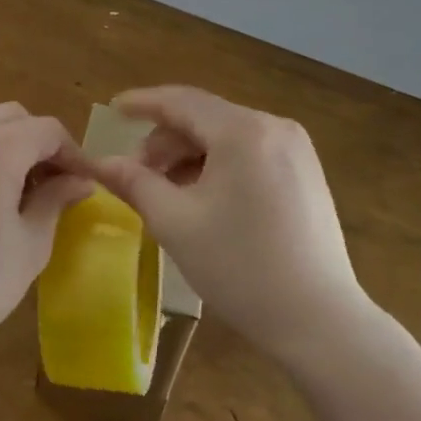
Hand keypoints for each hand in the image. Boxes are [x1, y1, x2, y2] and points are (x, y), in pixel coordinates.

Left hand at [0, 104, 92, 367]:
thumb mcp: (30, 246)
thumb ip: (55, 200)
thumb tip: (79, 181)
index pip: (46, 130)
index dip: (72, 152)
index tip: (82, 182)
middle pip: (11, 116)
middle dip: (38, 141)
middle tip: (50, 181)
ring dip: (4, 142)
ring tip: (14, 186)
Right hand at [89, 86, 384, 371]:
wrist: (318, 320)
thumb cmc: (240, 267)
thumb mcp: (175, 222)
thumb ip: (134, 183)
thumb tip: (101, 162)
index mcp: (243, 131)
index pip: (181, 101)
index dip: (142, 103)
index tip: (112, 108)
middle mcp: (274, 127)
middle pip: (205, 118)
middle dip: (165, 140)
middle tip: (136, 174)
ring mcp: (296, 149)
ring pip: (227, 136)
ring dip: (190, 155)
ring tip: (166, 191)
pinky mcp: (306, 173)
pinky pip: (250, 152)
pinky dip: (218, 165)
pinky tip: (202, 197)